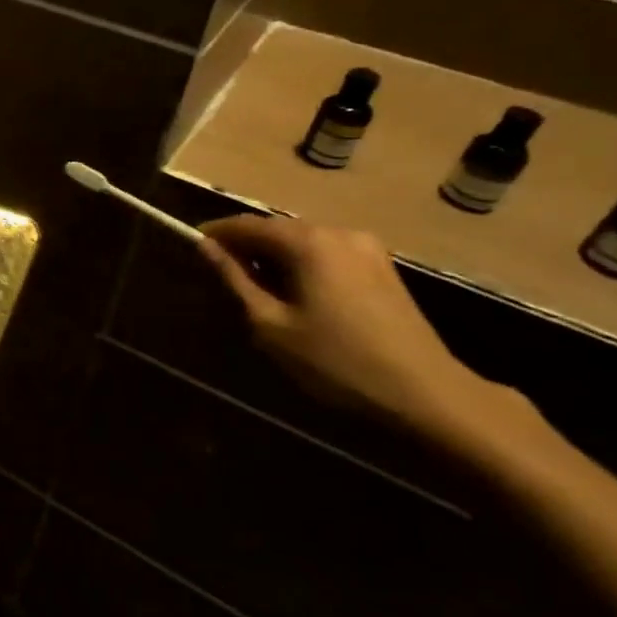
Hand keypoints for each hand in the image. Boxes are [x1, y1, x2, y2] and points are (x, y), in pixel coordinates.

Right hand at [196, 215, 500, 437]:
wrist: (424, 392)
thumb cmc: (335, 361)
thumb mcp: (271, 325)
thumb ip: (235, 280)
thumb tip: (206, 247)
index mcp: (309, 243)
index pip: (248, 224)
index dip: (217, 233)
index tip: (192, 244)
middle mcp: (338, 232)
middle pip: (278, 229)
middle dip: (246, 245)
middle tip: (220, 271)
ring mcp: (366, 248)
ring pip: (304, 241)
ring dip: (274, 256)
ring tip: (254, 285)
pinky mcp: (382, 267)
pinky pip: (327, 253)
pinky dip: (301, 264)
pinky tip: (294, 292)